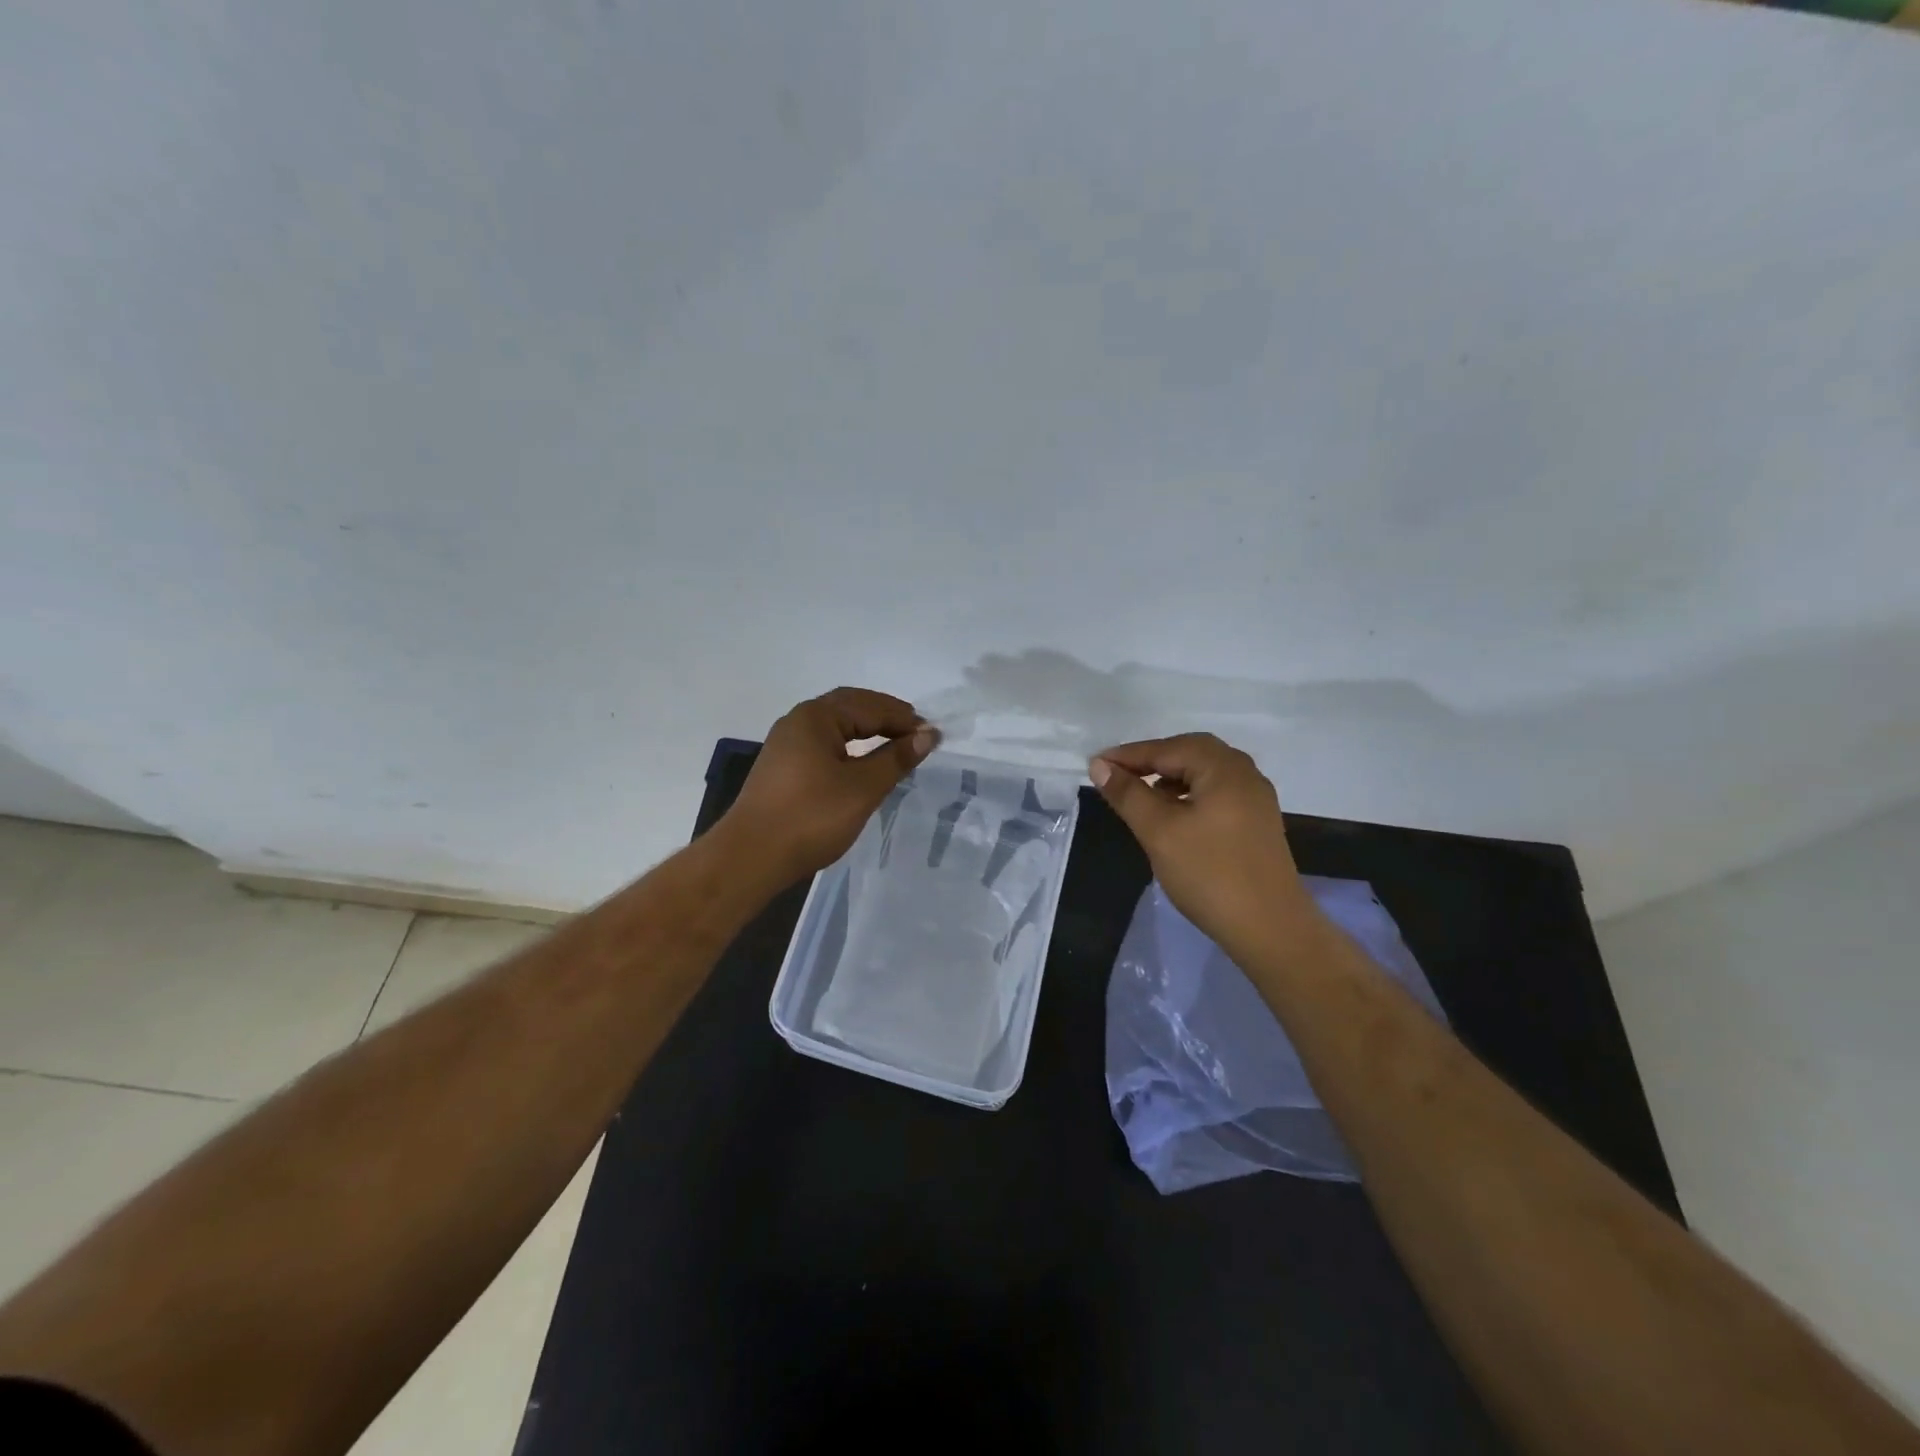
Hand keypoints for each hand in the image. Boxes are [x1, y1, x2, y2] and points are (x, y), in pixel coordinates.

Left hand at [723, 687, 938, 883]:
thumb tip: (928, 735)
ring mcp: (786, 745)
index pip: (870, 706)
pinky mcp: (782, 768)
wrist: (751, 857)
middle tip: (916, 732)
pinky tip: (862, 763)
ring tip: (896, 744)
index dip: (904, 719)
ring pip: (835, 726)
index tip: (933, 735)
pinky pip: (824, 744)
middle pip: (850, 707)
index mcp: (816, 717)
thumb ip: (896, 758)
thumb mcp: (862, 788)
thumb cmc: (811, 817)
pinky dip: (850, 747)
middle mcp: (798, 721)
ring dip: (867, 730)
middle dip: (885, 716)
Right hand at [1090, 733, 1320, 955]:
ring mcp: (1256, 798)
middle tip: (1118, 775)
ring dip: (1170, 777)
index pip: (1167, 748)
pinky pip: (1216, 792)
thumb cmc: (1209, 874)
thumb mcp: (1158, 831)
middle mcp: (1245, 774)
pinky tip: (1172, 815)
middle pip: (1190, 752)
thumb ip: (1128, 794)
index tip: (1095, 765)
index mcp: (1224, 768)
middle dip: (1151, 760)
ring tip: (1140, 796)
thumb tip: (1100, 766)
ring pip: (1204, 773)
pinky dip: (1188, 793)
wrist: (1269, 929)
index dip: (1128, 755)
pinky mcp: (1257, 822)